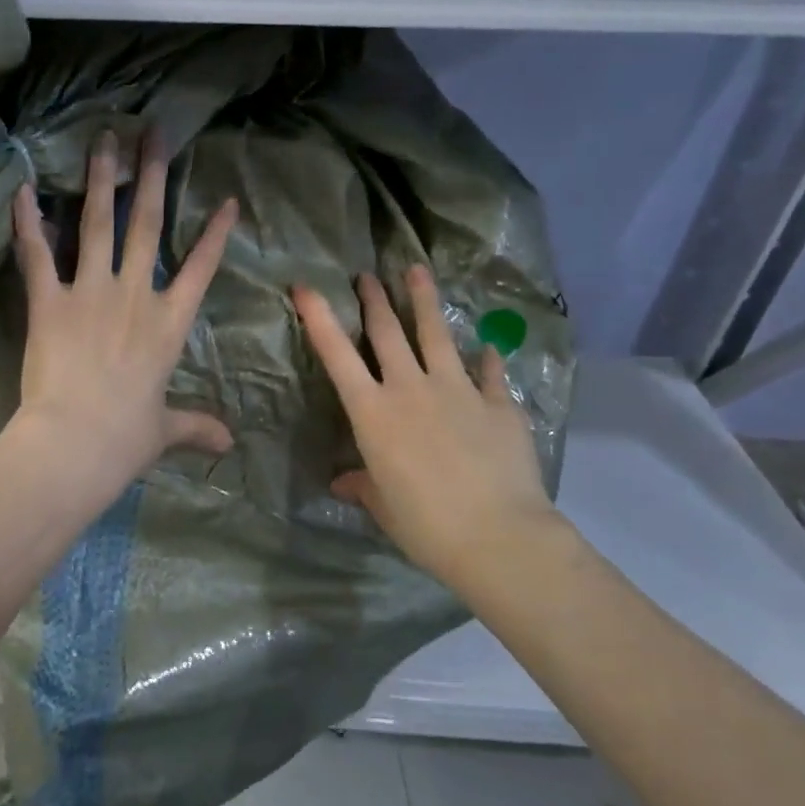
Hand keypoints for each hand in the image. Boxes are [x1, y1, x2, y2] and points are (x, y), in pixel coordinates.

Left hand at [9, 131, 238, 500]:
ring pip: (98, 223)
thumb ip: (196, 426)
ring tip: (104, 138)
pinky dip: (28, 221)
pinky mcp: (48, 301)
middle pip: (147, 224)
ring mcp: (90, 292)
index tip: (226, 200)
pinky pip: (37, 253)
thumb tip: (230, 444)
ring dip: (101, 178)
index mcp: (168, 324)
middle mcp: (134, 295)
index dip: (214, 234)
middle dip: (152, 174)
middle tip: (153, 132)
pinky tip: (22, 187)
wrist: (75, 442)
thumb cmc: (125, 438)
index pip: (200, 269)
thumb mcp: (165, 430)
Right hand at [293, 267, 559, 589]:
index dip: (318, 318)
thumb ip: (363, 485)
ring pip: (436, 335)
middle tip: (366, 274)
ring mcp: (458, 391)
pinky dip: (486, 358)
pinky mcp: (499, 404)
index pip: (337, 355)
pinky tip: (487, 346)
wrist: (497, 535)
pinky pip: (490, 372)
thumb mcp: (382, 505)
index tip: (305, 286)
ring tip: (417, 270)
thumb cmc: (424, 524)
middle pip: (388, 333)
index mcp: (373, 413)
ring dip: (424, 300)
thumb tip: (343, 483)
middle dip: (374, 299)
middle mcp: (411, 389)